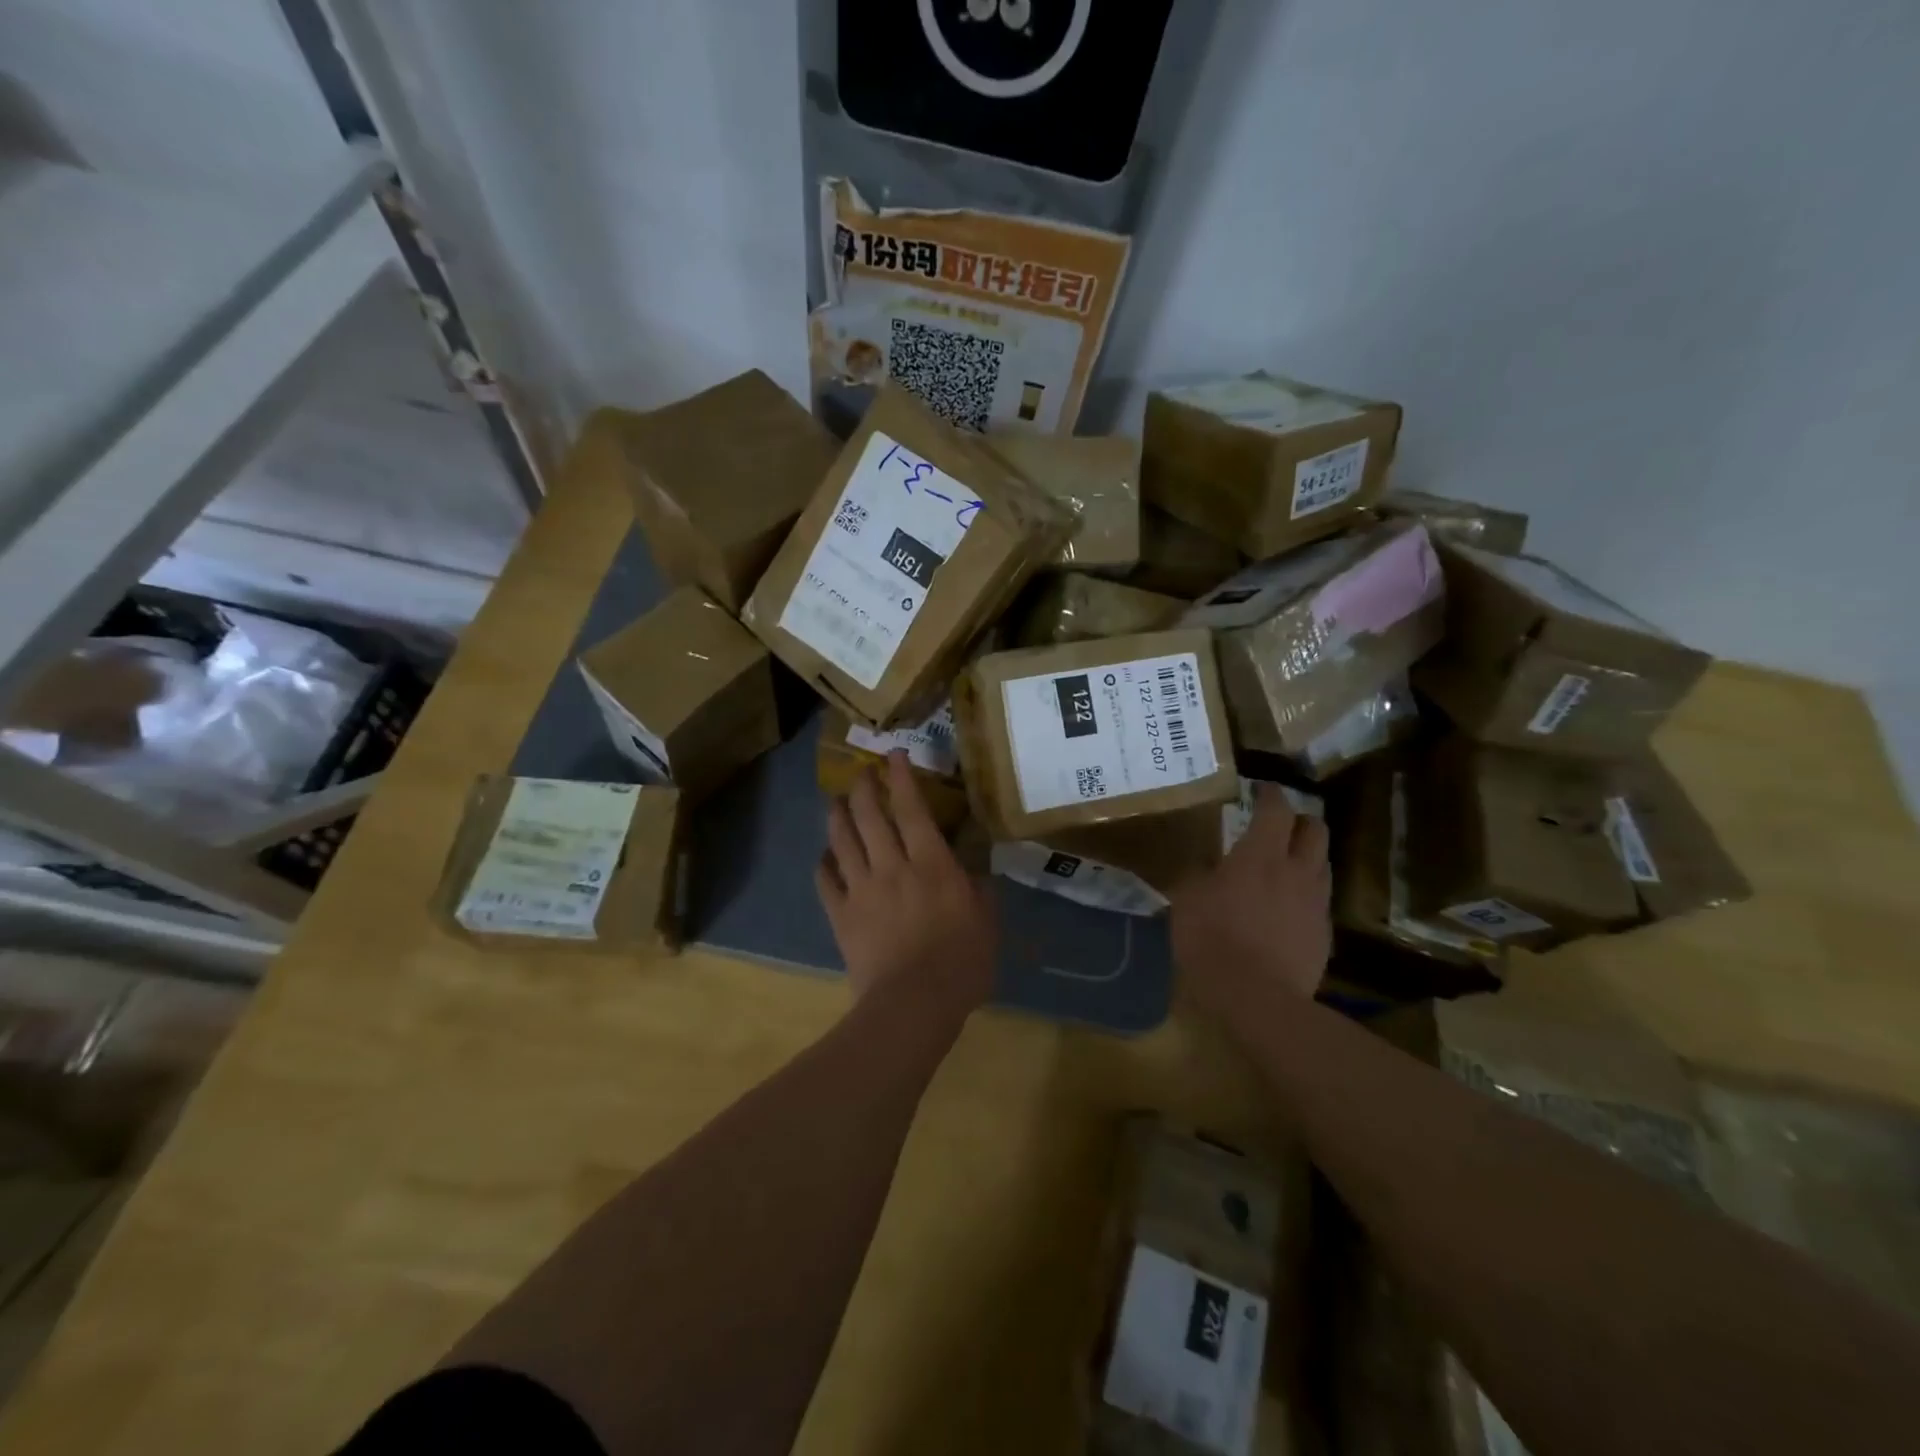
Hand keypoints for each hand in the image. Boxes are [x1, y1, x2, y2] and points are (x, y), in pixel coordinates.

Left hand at [817, 749, 997, 1011]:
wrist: (913, 1003)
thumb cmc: (961, 963)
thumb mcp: (987, 922)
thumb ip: (980, 891)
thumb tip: (974, 872)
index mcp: (930, 863)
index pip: (912, 809)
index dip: (901, 778)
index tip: (893, 755)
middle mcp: (892, 866)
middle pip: (870, 816)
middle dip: (864, 788)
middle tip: (861, 773)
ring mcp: (862, 889)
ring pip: (843, 841)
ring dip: (838, 816)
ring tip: (837, 802)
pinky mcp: (841, 915)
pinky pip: (826, 881)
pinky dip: (824, 863)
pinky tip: (825, 856)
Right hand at [1170, 783, 1330, 1015]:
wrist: (1258, 1000)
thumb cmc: (1213, 941)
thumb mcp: (1187, 901)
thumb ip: (1195, 875)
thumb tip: (1201, 865)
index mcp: (1260, 855)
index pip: (1276, 809)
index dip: (1270, 794)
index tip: (1261, 788)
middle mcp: (1297, 871)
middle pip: (1315, 829)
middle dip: (1300, 820)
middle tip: (1280, 825)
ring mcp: (1316, 904)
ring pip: (1322, 865)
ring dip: (1306, 857)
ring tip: (1285, 866)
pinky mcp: (1324, 935)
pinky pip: (1319, 902)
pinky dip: (1305, 896)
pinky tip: (1286, 911)